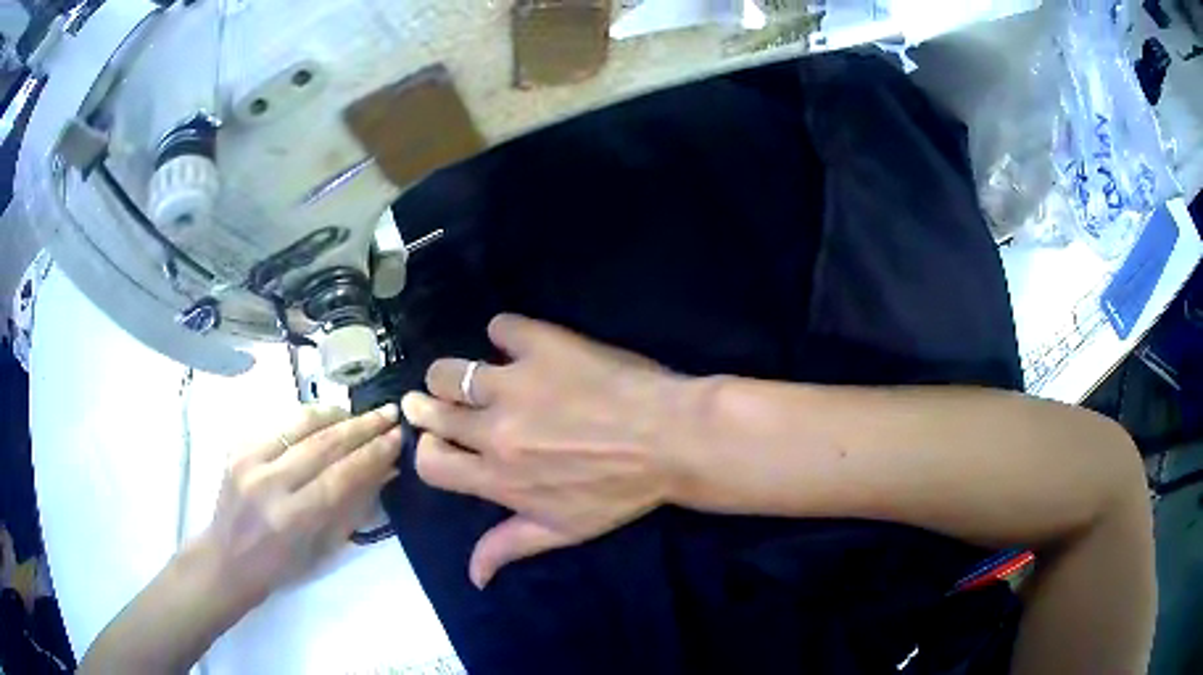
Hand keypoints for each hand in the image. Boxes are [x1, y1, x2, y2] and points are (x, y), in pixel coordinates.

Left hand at [193, 404, 402, 610]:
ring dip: (336, 415)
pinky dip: (308, 419)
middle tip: (389, 413)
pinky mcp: (238, 447)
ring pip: (300, 424)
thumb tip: (384, 471)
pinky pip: (280, 425)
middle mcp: (269, 483)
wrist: (226, 557)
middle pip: (323, 444)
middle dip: (362, 426)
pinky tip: (326, 419)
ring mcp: (249, 460)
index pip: (340, 476)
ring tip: (360, 413)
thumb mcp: (322, 548)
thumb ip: (352, 507)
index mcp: (291, 518)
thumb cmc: (279, 566)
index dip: (373, 454)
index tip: (398, 437)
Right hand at [401, 315, 688, 587]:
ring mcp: (514, 383)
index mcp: (498, 477)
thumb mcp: (565, 530)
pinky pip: (502, 327)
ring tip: (475, 377)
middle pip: (430, 410)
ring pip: (448, 372)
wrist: (671, 439)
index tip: (441, 444)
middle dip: (428, 408)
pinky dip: (505, 333)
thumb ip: (510, 546)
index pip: (431, 464)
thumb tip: (474, 577)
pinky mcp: (541, 345)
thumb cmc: (621, 491)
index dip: (428, 452)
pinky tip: (519, 345)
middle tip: (444, 404)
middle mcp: (494, 430)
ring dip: (453, 376)